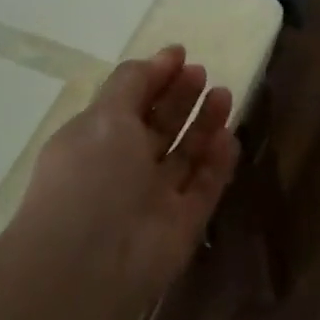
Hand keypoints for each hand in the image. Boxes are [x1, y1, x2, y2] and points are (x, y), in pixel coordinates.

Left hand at [8, 44, 240, 303]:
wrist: (90, 265)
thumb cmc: (90, 177)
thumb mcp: (103, 116)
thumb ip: (131, 83)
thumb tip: (160, 58)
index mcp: (96, 141)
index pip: (129, 102)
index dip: (154, 77)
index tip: (180, 55)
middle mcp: (125, 168)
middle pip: (159, 126)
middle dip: (181, 97)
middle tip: (202, 73)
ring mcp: (155, 198)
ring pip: (186, 155)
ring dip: (205, 124)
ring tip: (224, 95)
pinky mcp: (183, 225)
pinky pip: (204, 187)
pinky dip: (217, 162)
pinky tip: (229, 137)